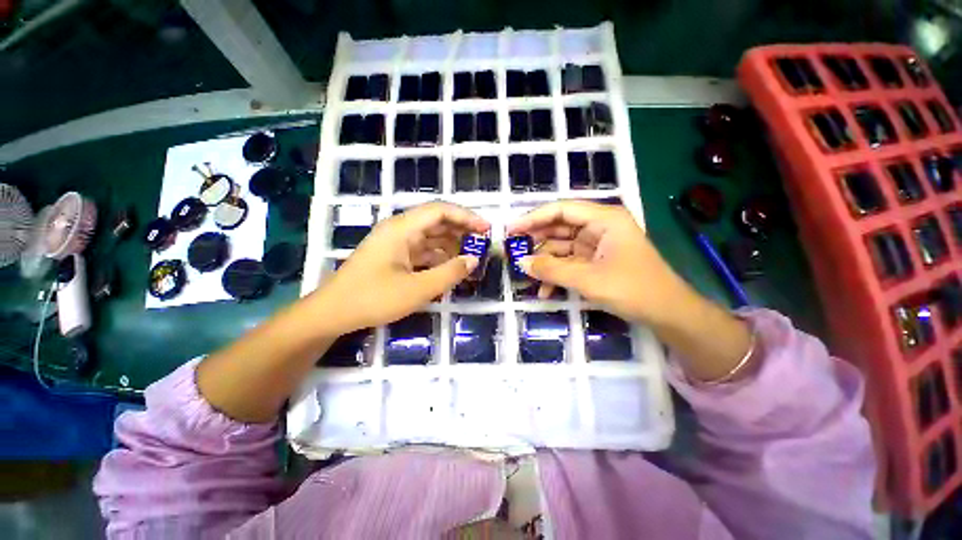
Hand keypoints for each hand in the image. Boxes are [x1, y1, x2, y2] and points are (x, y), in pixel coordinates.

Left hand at [313, 202, 489, 333]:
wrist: (333, 314)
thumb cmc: (373, 299)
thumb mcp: (418, 289)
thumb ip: (450, 273)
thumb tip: (474, 260)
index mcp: (402, 229)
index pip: (440, 211)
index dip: (466, 217)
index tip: (486, 229)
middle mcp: (399, 230)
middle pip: (436, 221)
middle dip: (461, 231)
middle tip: (482, 244)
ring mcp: (396, 244)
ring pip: (430, 237)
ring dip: (451, 245)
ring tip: (470, 257)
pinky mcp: (395, 257)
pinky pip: (422, 251)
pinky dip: (439, 257)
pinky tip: (450, 267)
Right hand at [508, 200, 696, 326]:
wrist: (667, 314)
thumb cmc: (633, 290)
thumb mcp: (588, 279)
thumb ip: (552, 270)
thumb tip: (520, 263)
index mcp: (604, 219)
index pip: (561, 210)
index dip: (533, 218)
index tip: (511, 230)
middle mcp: (599, 227)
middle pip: (559, 227)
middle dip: (536, 241)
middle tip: (513, 252)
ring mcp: (596, 245)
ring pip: (561, 247)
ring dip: (544, 263)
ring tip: (526, 275)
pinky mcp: (594, 262)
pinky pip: (568, 263)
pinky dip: (556, 275)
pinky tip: (545, 291)